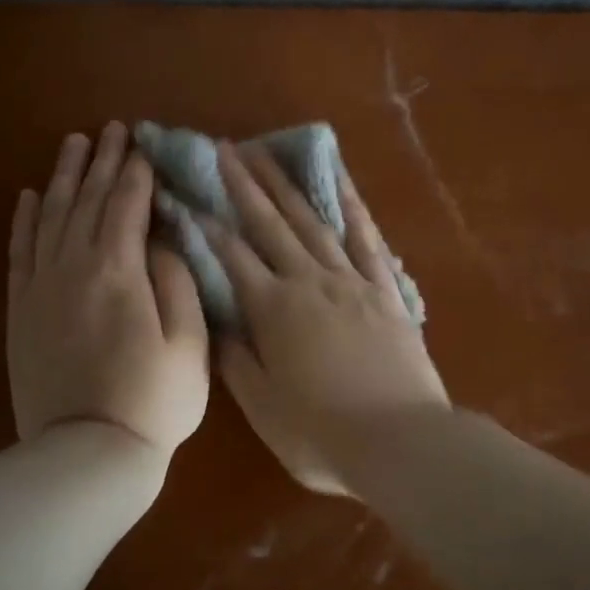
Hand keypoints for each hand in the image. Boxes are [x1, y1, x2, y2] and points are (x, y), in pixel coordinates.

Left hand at [7, 123, 209, 458]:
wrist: (87, 453)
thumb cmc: (153, 400)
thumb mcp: (190, 343)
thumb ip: (177, 281)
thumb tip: (162, 239)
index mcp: (119, 271)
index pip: (126, 205)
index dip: (135, 172)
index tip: (142, 145)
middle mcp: (73, 267)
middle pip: (86, 200)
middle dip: (101, 161)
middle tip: (110, 129)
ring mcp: (41, 287)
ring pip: (50, 216)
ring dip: (62, 177)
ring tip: (73, 144)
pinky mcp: (21, 310)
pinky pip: (20, 251)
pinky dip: (24, 220)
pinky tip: (30, 196)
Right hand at [210, 142, 448, 494]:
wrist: (402, 441)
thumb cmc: (322, 434)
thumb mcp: (263, 407)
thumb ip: (236, 360)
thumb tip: (217, 322)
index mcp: (274, 310)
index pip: (231, 256)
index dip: (206, 224)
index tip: (187, 193)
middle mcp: (309, 282)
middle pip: (270, 225)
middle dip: (244, 185)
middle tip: (225, 148)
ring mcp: (352, 281)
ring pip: (313, 221)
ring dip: (287, 186)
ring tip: (268, 153)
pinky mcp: (386, 290)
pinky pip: (367, 239)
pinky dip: (352, 206)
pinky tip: (340, 181)